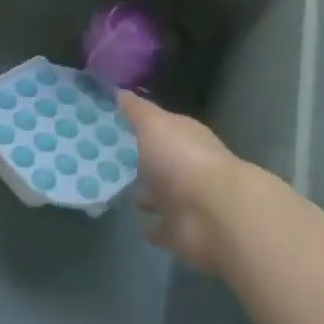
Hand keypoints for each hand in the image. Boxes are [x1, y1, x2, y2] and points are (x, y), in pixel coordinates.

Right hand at [118, 91, 246, 273]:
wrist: (216, 214)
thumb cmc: (183, 159)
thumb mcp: (154, 125)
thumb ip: (137, 111)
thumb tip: (120, 91)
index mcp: (184, 137)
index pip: (160, 127)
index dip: (139, 125)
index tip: (112, 125)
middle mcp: (186, 166)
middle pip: (158, 161)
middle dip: (139, 161)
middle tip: (107, 159)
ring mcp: (185, 201)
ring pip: (159, 195)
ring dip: (144, 194)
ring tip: (116, 191)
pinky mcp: (181, 232)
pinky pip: (160, 228)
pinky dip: (150, 227)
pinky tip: (134, 224)